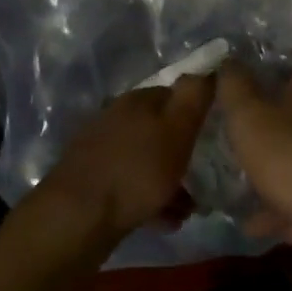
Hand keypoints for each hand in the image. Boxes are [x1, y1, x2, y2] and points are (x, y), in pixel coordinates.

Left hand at [32, 74, 215, 251]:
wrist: (78, 217)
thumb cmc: (136, 170)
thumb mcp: (177, 130)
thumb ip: (194, 97)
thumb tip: (206, 69)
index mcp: (136, 100)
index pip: (174, 95)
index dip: (196, 114)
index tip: (213, 137)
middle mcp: (115, 118)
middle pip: (159, 130)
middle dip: (182, 153)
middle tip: (203, 178)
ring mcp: (100, 149)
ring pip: (146, 159)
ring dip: (169, 181)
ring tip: (189, 209)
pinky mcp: (92, 180)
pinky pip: (130, 184)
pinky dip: (150, 199)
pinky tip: (164, 221)